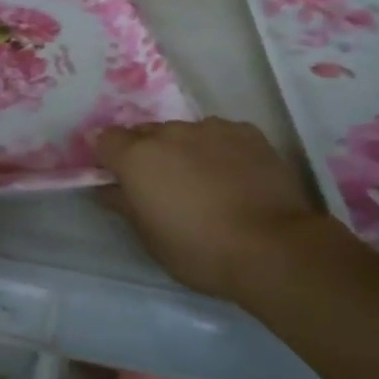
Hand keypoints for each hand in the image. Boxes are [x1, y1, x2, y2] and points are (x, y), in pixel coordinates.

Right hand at [97, 118, 326, 300]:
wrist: (271, 246)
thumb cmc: (199, 250)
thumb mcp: (151, 238)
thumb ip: (125, 205)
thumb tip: (108, 188)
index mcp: (138, 157)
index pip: (106, 139)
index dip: (109, 157)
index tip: (118, 177)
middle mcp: (170, 132)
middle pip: (147, 133)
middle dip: (147, 153)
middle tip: (162, 186)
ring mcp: (211, 128)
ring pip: (186, 133)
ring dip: (185, 150)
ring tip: (204, 182)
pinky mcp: (247, 132)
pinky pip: (221, 135)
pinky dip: (219, 150)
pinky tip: (234, 176)